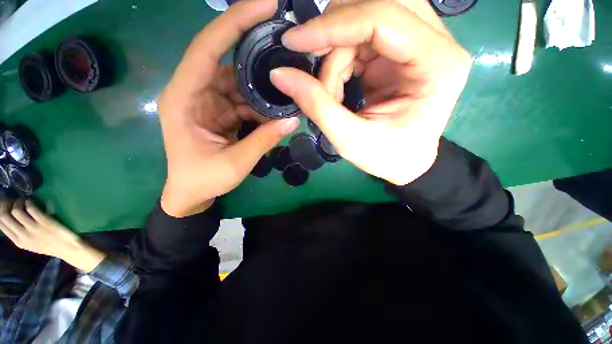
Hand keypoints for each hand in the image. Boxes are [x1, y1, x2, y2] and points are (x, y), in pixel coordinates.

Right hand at [0, 199, 104, 272]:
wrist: (68, 249)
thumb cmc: (50, 245)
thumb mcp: (30, 243)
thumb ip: (20, 234)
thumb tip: (11, 218)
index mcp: (18, 242)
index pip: (1, 224)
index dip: (1, 211)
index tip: (6, 205)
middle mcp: (23, 236)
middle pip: (4, 216)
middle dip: (6, 204)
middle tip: (13, 200)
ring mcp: (33, 229)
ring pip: (15, 211)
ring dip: (18, 202)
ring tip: (24, 200)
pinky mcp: (45, 222)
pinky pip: (31, 208)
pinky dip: (29, 202)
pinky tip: (32, 201)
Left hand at [158, 0, 299, 216]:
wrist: (192, 193)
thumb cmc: (203, 180)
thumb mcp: (234, 163)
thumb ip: (263, 140)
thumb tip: (294, 121)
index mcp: (184, 98)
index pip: (207, 48)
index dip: (234, 23)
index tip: (263, 5)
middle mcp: (195, 92)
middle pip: (227, 59)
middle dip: (256, 49)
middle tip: (287, 42)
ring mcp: (210, 101)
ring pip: (241, 83)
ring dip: (264, 88)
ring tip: (288, 87)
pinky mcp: (221, 111)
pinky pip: (245, 100)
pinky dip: (262, 105)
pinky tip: (277, 111)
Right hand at [270, 0, 471, 185]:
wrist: (405, 162)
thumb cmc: (386, 156)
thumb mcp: (349, 138)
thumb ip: (316, 104)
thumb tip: (279, 73)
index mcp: (436, 64)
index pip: (382, 18)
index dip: (332, 26)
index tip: (294, 42)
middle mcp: (436, 42)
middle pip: (375, 8)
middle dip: (334, 38)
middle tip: (315, 73)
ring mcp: (420, 43)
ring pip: (365, 19)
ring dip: (337, 53)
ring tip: (332, 93)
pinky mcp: (401, 50)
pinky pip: (362, 36)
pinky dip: (341, 58)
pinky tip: (339, 87)